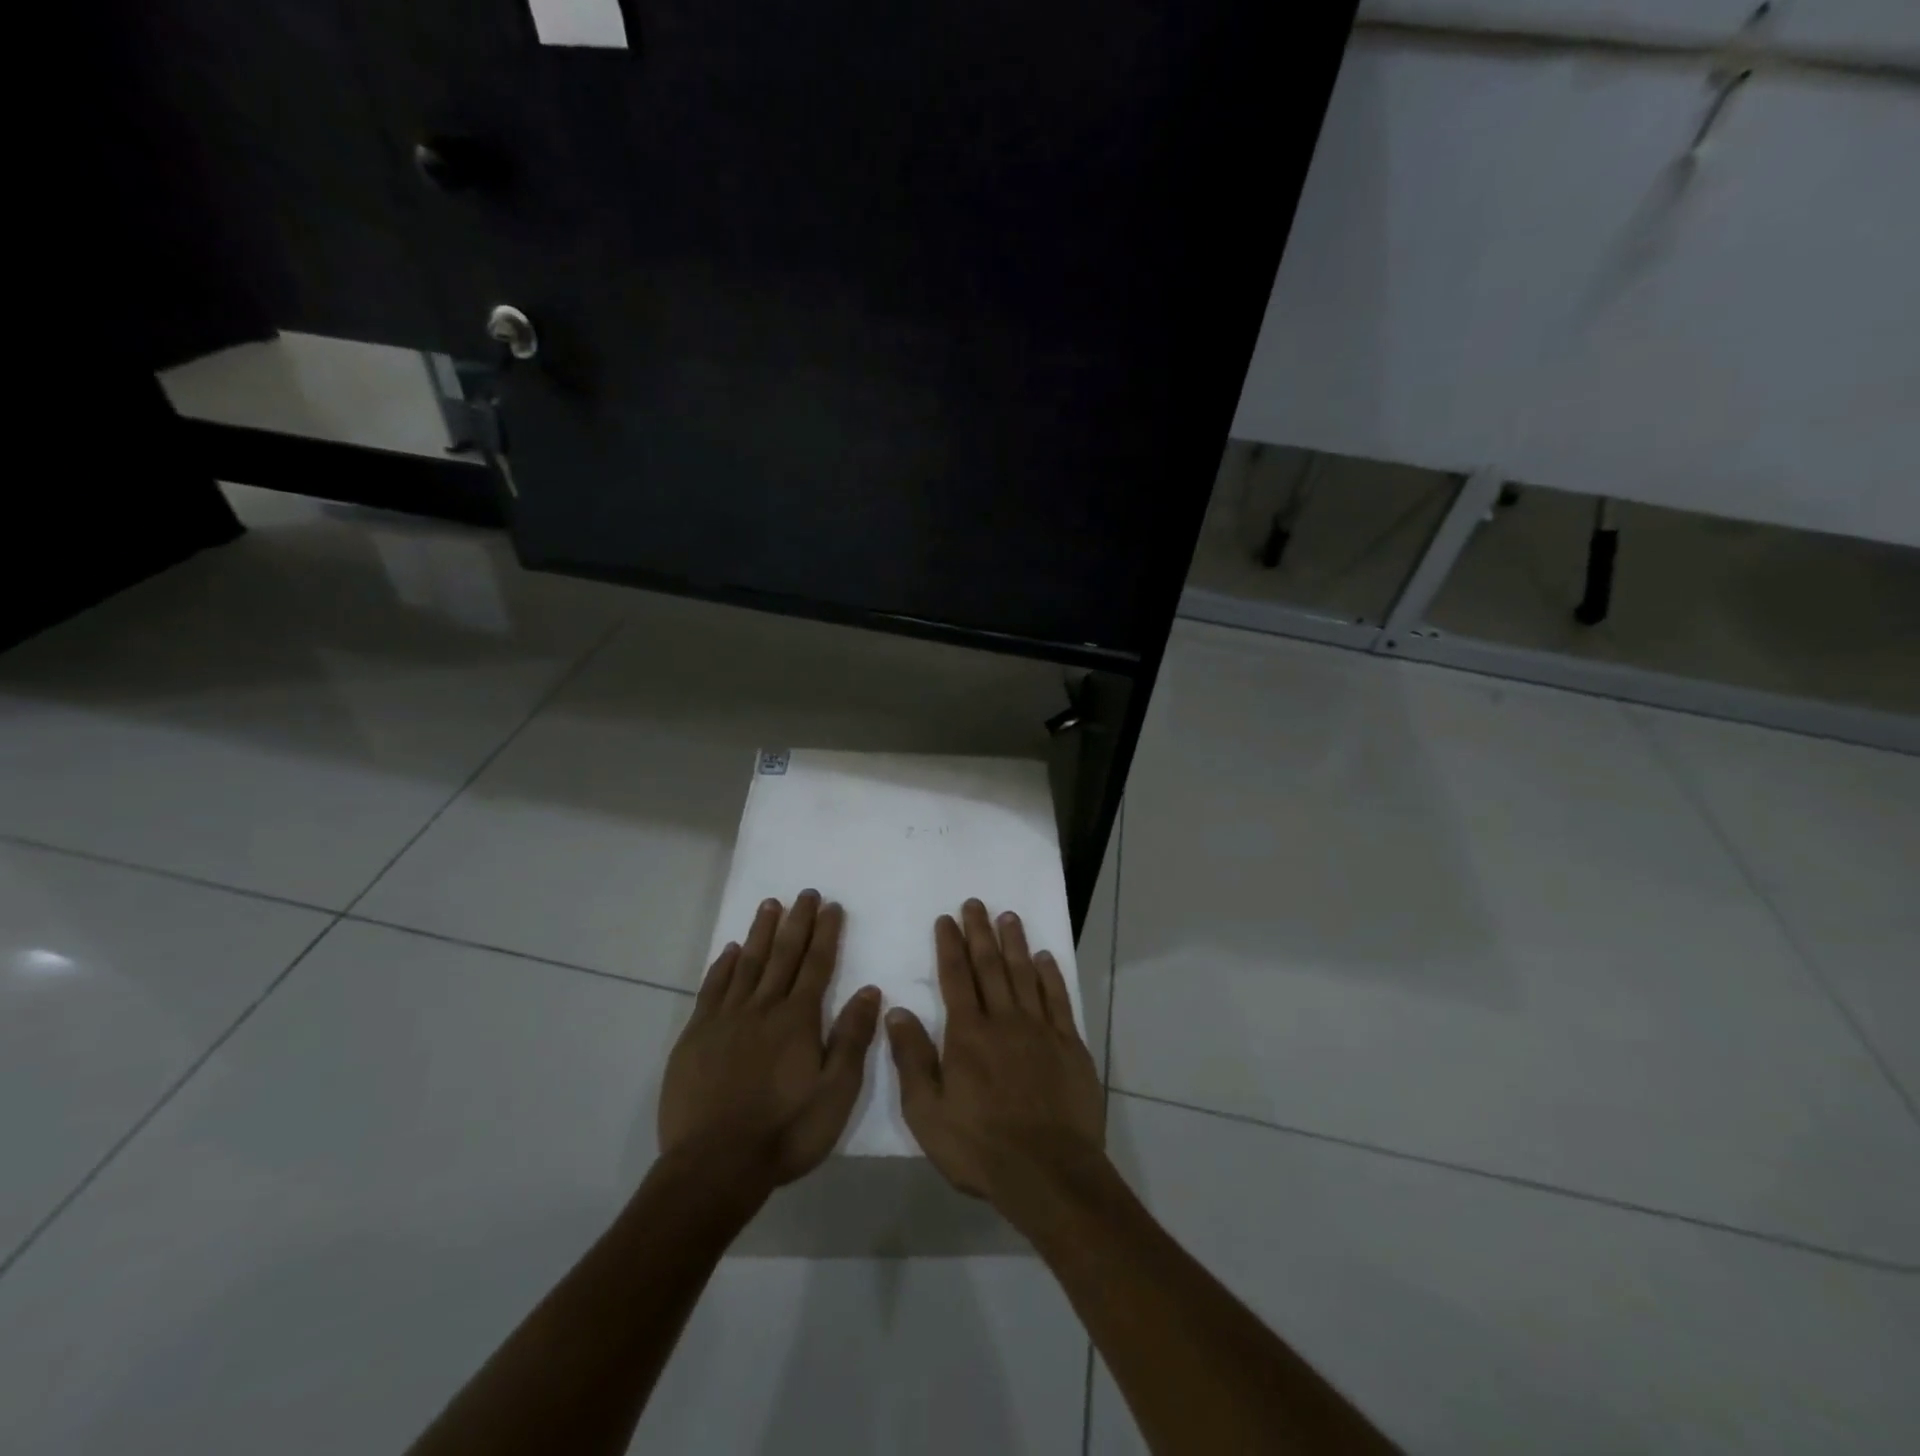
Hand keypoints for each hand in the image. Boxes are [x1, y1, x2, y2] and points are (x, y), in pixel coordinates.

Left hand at [659, 891, 881, 1192]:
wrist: (714, 1165)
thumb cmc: (785, 1132)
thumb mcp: (836, 1092)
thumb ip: (852, 1038)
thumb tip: (869, 990)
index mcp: (798, 1019)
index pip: (817, 965)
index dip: (826, 933)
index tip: (831, 906)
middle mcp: (763, 1008)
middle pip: (783, 954)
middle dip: (797, 922)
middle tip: (805, 893)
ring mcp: (726, 1019)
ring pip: (747, 964)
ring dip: (760, 932)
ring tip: (770, 905)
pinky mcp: (696, 1036)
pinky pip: (712, 989)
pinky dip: (722, 966)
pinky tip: (728, 951)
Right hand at [886, 900, 1106, 1210]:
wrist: (1048, 1172)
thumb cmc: (980, 1147)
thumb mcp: (928, 1112)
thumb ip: (912, 1059)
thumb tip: (896, 1010)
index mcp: (968, 1034)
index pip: (955, 977)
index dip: (949, 945)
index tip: (946, 919)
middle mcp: (1004, 1020)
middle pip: (990, 966)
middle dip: (980, 932)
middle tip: (975, 903)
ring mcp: (1040, 1029)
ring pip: (1024, 974)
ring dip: (1014, 943)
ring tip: (1008, 916)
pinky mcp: (1069, 1044)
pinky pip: (1058, 999)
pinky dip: (1050, 975)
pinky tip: (1044, 957)